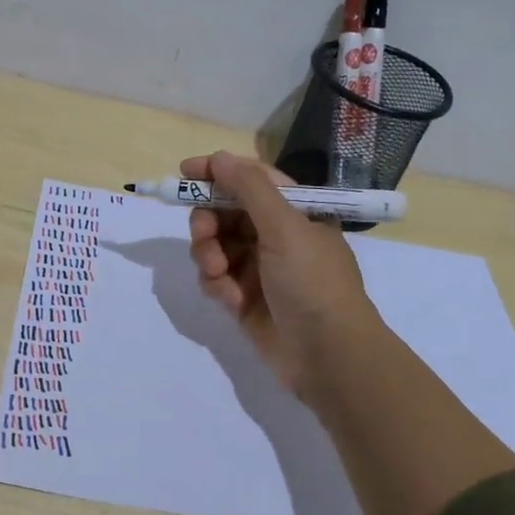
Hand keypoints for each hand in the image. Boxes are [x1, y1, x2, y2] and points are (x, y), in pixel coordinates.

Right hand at [185, 151, 380, 400]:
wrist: (329, 356)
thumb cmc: (313, 282)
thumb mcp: (285, 226)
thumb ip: (249, 188)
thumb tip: (219, 157)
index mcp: (295, 212)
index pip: (251, 179)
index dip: (218, 172)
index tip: (185, 172)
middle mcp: (276, 235)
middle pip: (226, 212)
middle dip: (208, 221)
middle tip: (204, 234)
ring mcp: (260, 268)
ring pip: (216, 246)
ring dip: (209, 255)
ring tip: (218, 274)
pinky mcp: (245, 299)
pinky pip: (216, 279)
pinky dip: (217, 285)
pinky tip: (230, 300)